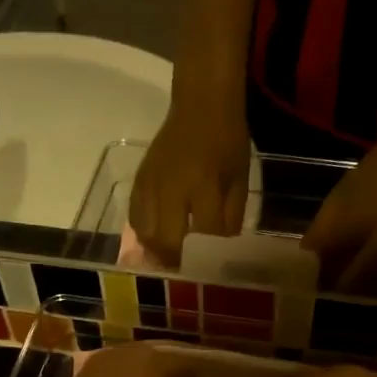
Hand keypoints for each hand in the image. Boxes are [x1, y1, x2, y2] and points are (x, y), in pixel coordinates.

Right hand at [128, 103, 251, 263]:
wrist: (201, 103)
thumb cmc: (227, 140)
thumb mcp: (241, 178)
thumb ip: (232, 215)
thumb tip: (221, 247)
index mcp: (204, 184)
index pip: (204, 232)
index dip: (209, 254)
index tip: (212, 267)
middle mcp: (173, 187)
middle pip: (167, 240)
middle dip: (177, 260)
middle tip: (185, 272)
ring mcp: (151, 184)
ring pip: (146, 232)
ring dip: (157, 251)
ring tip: (168, 259)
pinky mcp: (139, 180)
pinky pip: (135, 216)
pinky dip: (143, 233)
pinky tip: (153, 239)